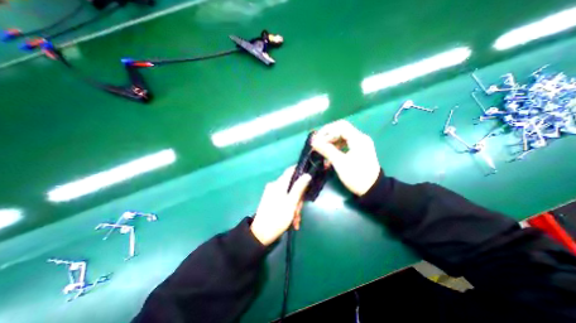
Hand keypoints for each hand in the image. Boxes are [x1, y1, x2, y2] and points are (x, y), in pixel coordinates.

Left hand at [250, 167, 307, 245]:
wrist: (260, 234)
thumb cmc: (278, 218)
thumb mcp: (291, 203)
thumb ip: (299, 188)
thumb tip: (307, 175)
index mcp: (279, 184)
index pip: (290, 170)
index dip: (300, 171)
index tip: (309, 178)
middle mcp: (274, 186)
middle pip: (291, 186)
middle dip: (298, 198)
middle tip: (299, 210)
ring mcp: (272, 193)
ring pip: (289, 195)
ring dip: (294, 206)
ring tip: (295, 219)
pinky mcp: (271, 200)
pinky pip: (284, 200)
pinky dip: (289, 208)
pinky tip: (292, 220)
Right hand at [314, 120, 381, 194]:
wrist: (372, 190)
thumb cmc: (356, 176)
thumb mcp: (340, 163)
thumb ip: (326, 150)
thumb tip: (313, 141)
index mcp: (358, 139)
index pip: (340, 126)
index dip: (327, 130)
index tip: (317, 139)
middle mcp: (360, 138)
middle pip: (341, 131)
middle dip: (327, 138)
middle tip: (317, 146)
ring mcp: (360, 145)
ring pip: (341, 139)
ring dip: (330, 144)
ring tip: (321, 152)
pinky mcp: (358, 151)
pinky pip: (344, 145)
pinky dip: (335, 149)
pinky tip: (329, 158)